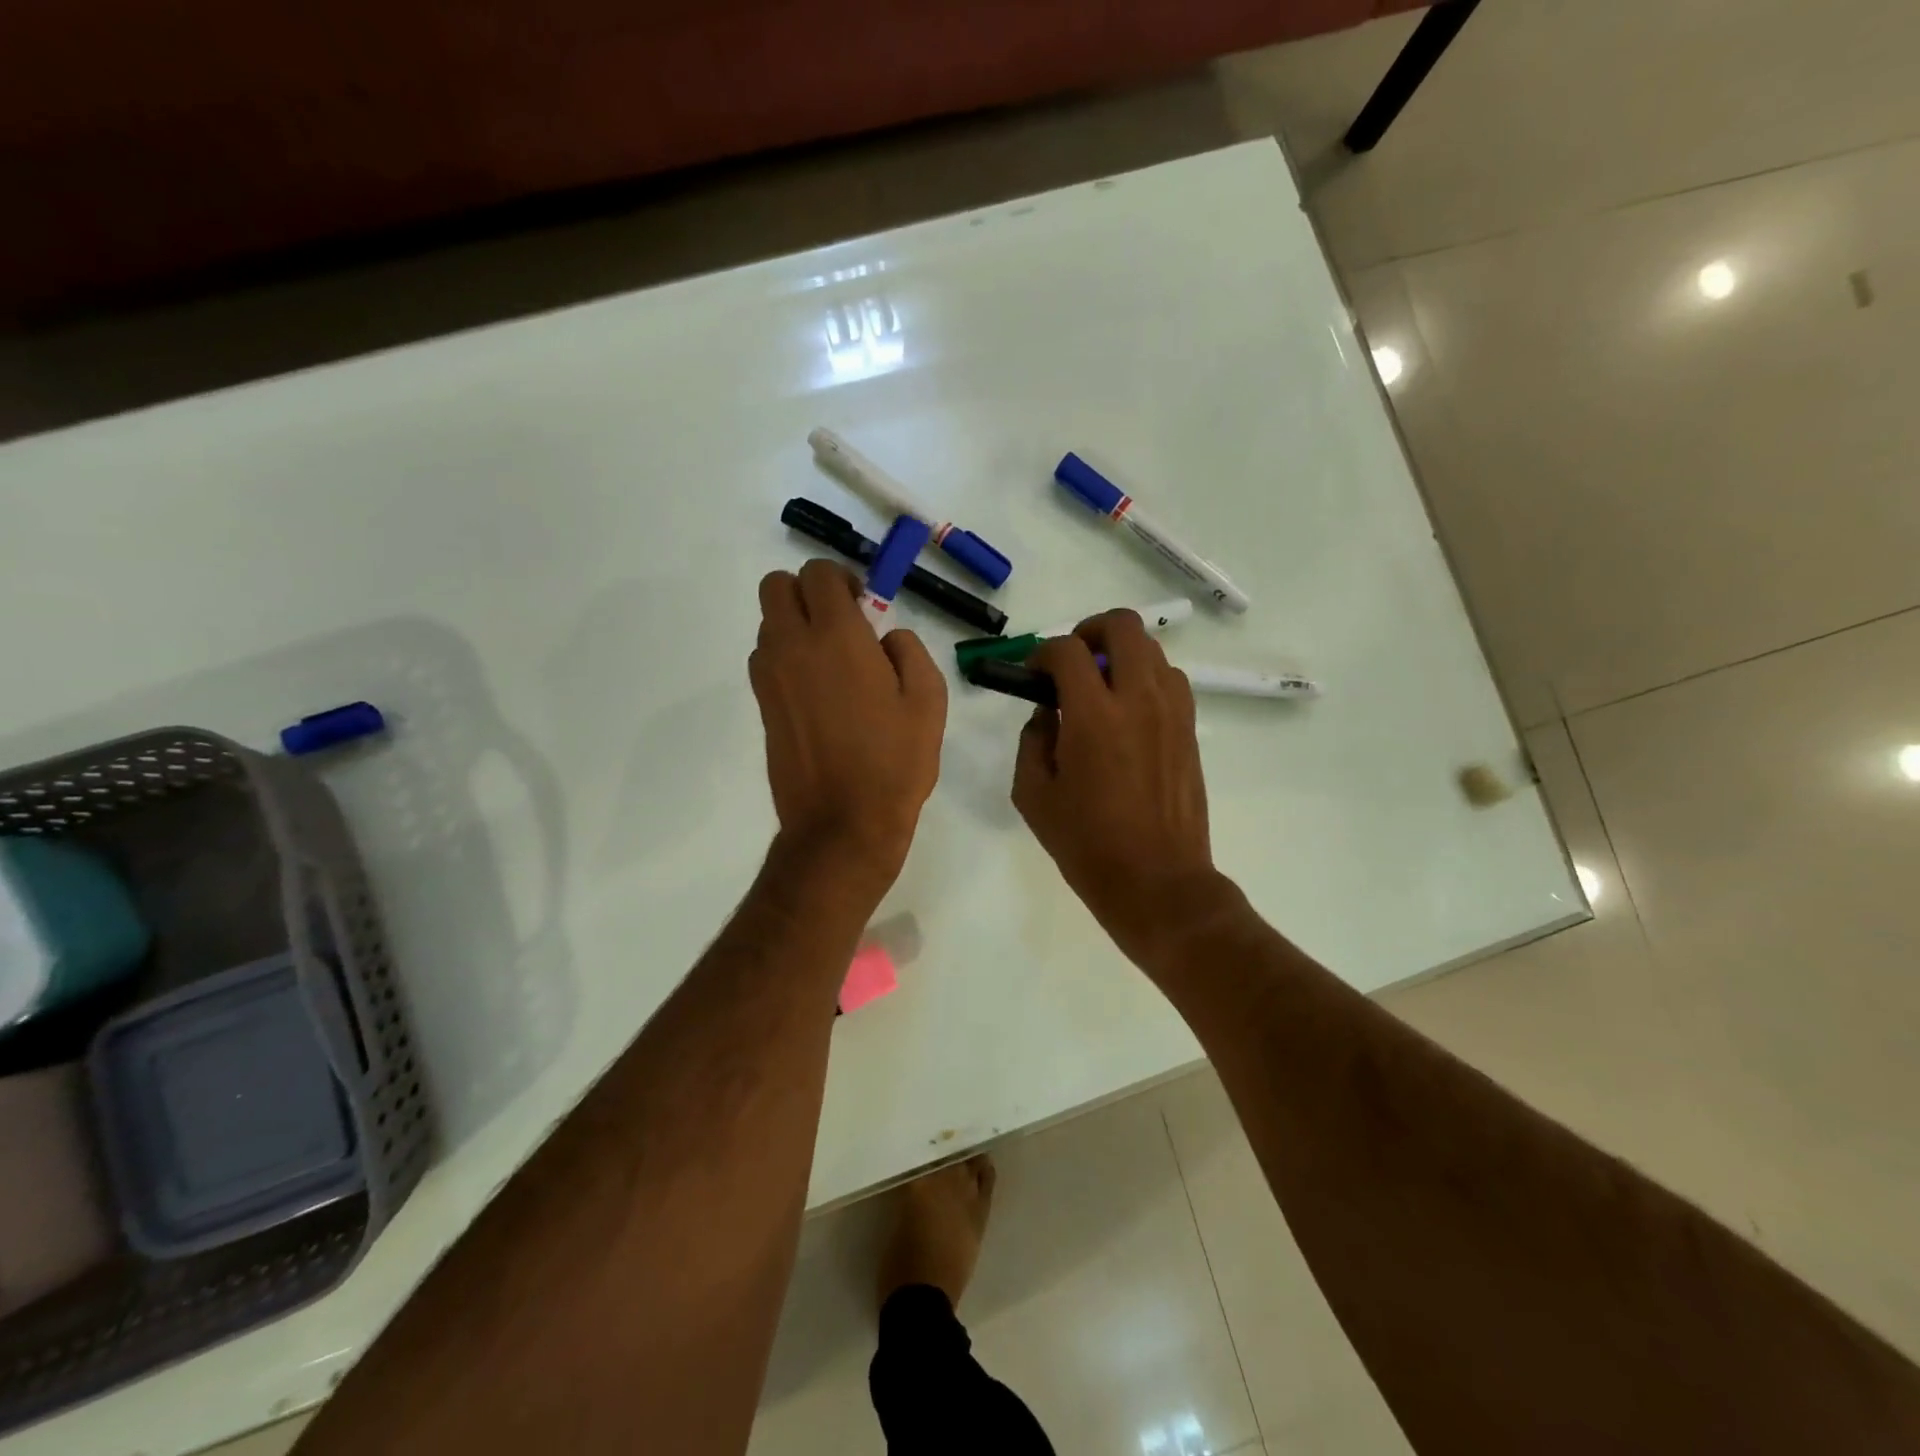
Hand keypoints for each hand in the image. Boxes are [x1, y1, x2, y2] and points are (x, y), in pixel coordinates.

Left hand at [750, 559, 947, 884]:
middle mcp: (792, 646)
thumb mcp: (929, 701)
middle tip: (840, 622)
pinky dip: (786, 657)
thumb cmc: (894, 762)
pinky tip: (817, 692)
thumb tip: (885, 637)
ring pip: (768, 622)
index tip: (863, 604)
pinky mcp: (761, 706)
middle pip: (777, 586)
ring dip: (795, 625)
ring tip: (831, 663)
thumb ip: (909, 651)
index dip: (841, 579)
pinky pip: (766, 659)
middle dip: (807, 592)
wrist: (842, 824)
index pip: (818, 573)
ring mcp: (769, 677)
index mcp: (837, 636)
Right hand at [1012, 610, 1219, 963]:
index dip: (1042, 653)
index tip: (1033, 674)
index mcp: (1093, 716)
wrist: (1157, 882)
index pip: (1067, 651)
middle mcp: (1138, 700)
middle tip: (1072, 662)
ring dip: (1121, 655)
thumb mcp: (1034, 796)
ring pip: (1152, 649)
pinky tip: (1130, 712)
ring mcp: (1172, 712)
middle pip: (1122, 625)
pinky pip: (1171, 680)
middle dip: (1090, 630)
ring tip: (1102, 688)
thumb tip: (1047, 714)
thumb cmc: (1087, 844)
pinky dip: (1147, 679)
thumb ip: (1032, 742)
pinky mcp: (1190, 730)